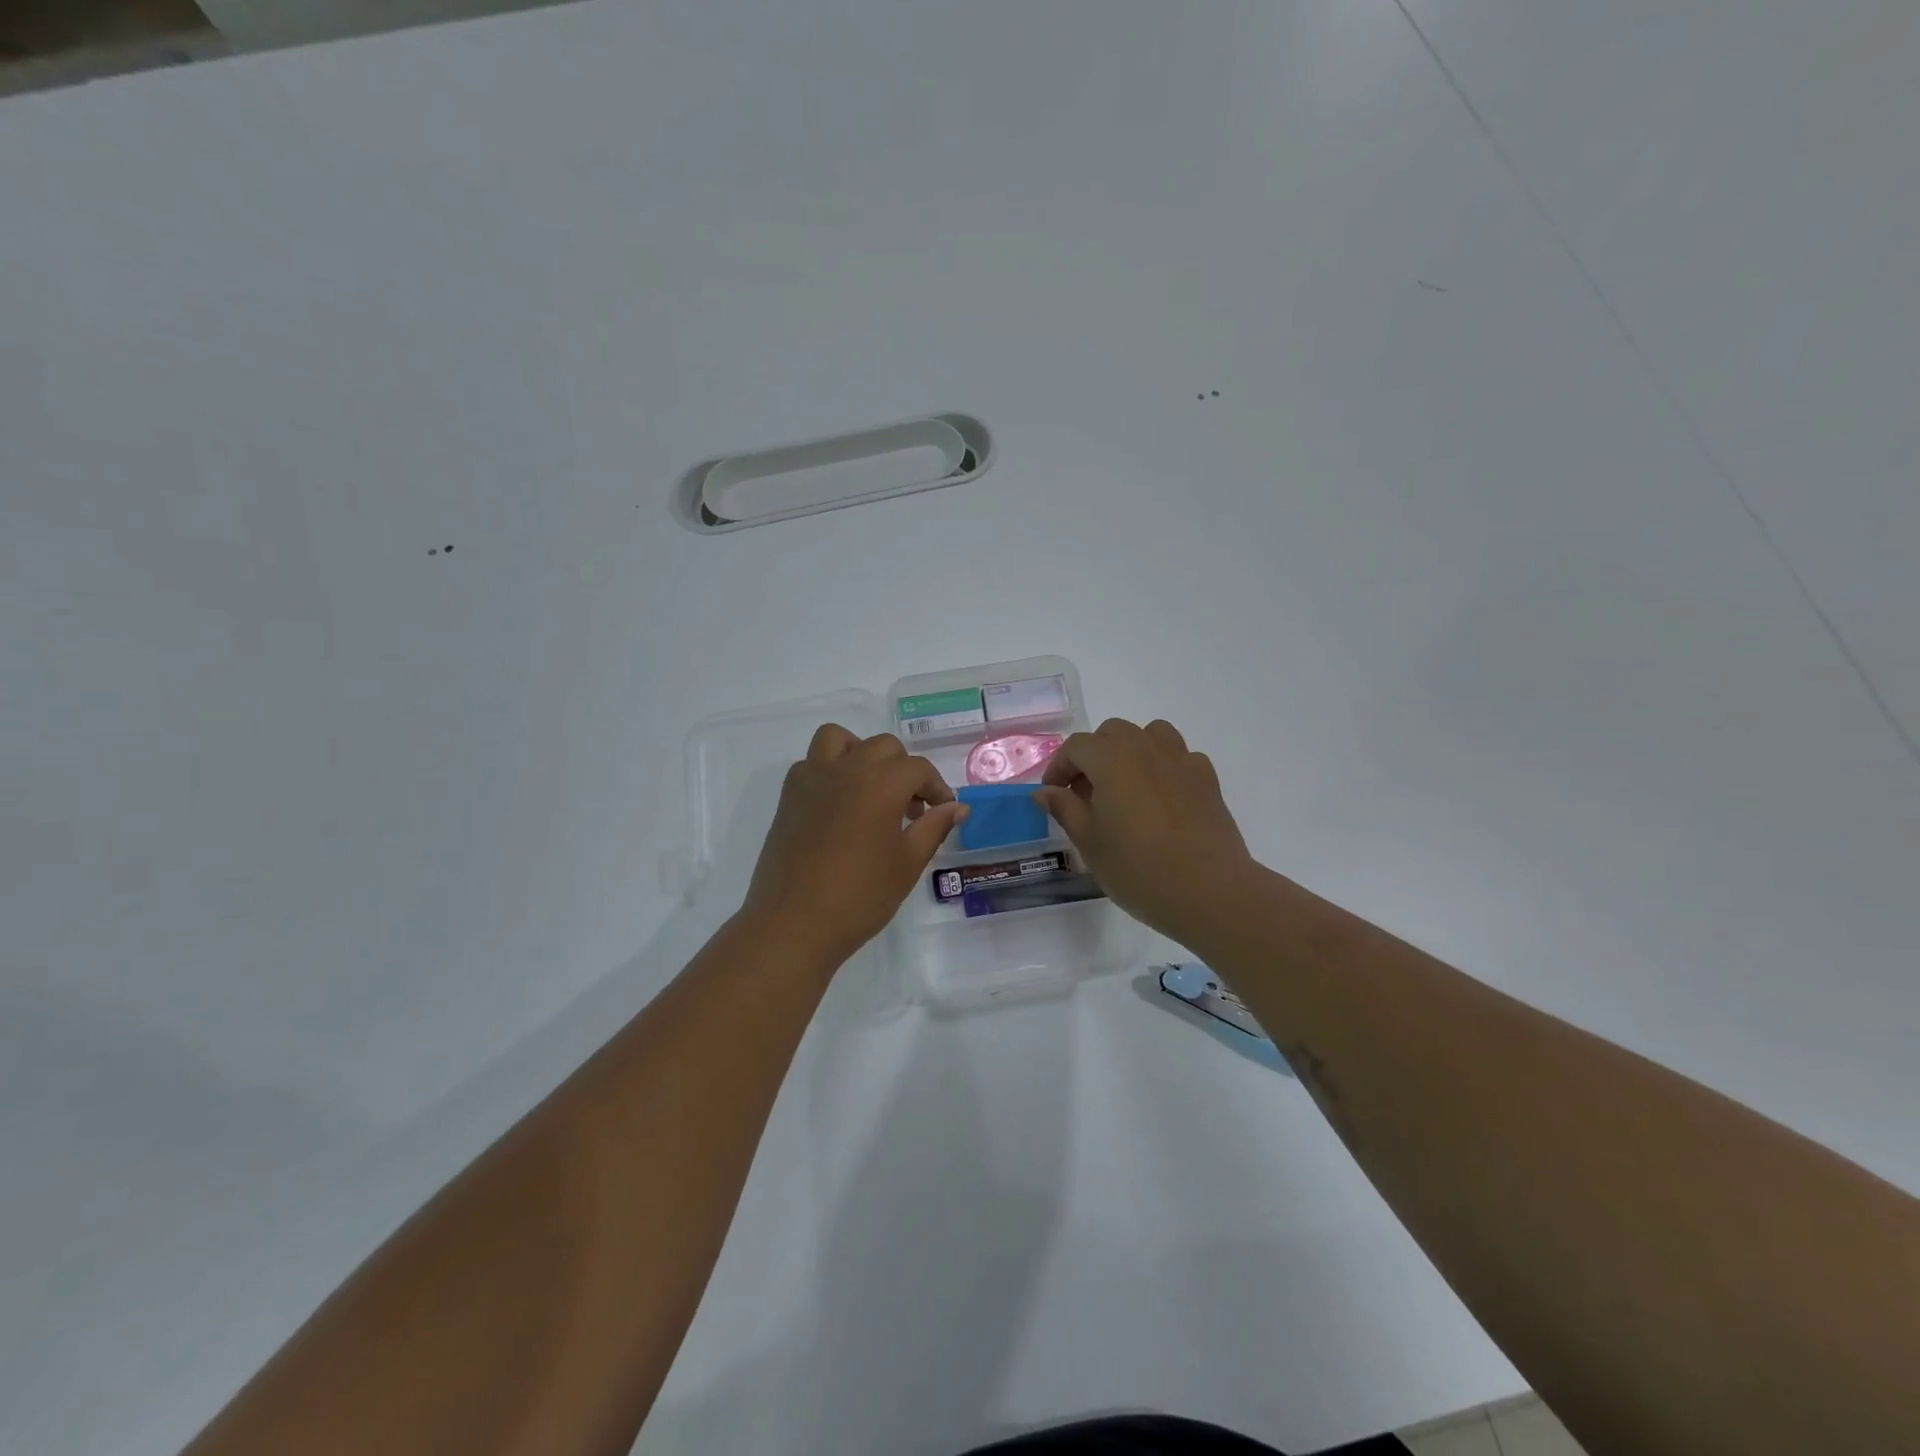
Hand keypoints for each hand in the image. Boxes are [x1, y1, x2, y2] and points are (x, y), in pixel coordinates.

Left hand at [743, 724, 967, 966]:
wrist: (795, 923)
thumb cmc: (860, 896)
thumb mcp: (907, 863)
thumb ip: (934, 827)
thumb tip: (957, 807)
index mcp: (880, 783)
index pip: (917, 768)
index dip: (936, 788)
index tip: (943, 812)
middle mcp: (846, 769)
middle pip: (883, 747)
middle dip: (904, 771)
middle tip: (911, 810)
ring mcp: (812, 778)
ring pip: (839, 740)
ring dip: (861, 754)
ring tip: (871, 789)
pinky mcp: (789, 796)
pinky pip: (812, 762)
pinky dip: (830, 770)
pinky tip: (840, 805)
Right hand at [1036, 718, 1256, 944]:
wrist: (1208, 890)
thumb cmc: (1138, 868)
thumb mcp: (1089, 842)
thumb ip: (1065, 809)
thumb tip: (1044, 792)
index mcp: (1111, 758)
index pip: (1076, 747)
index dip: (1059, 767)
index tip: (1053, 794)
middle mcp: (1146, 747)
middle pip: (1112, 734)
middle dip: (1093, 756)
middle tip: (1086, 794)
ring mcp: (1181, 760)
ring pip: (1150, 735)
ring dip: (1130, 752)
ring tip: (1125, 787)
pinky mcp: (1207, 779)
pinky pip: (1179, 758)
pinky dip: (1163, 768)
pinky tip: (1161, 800)